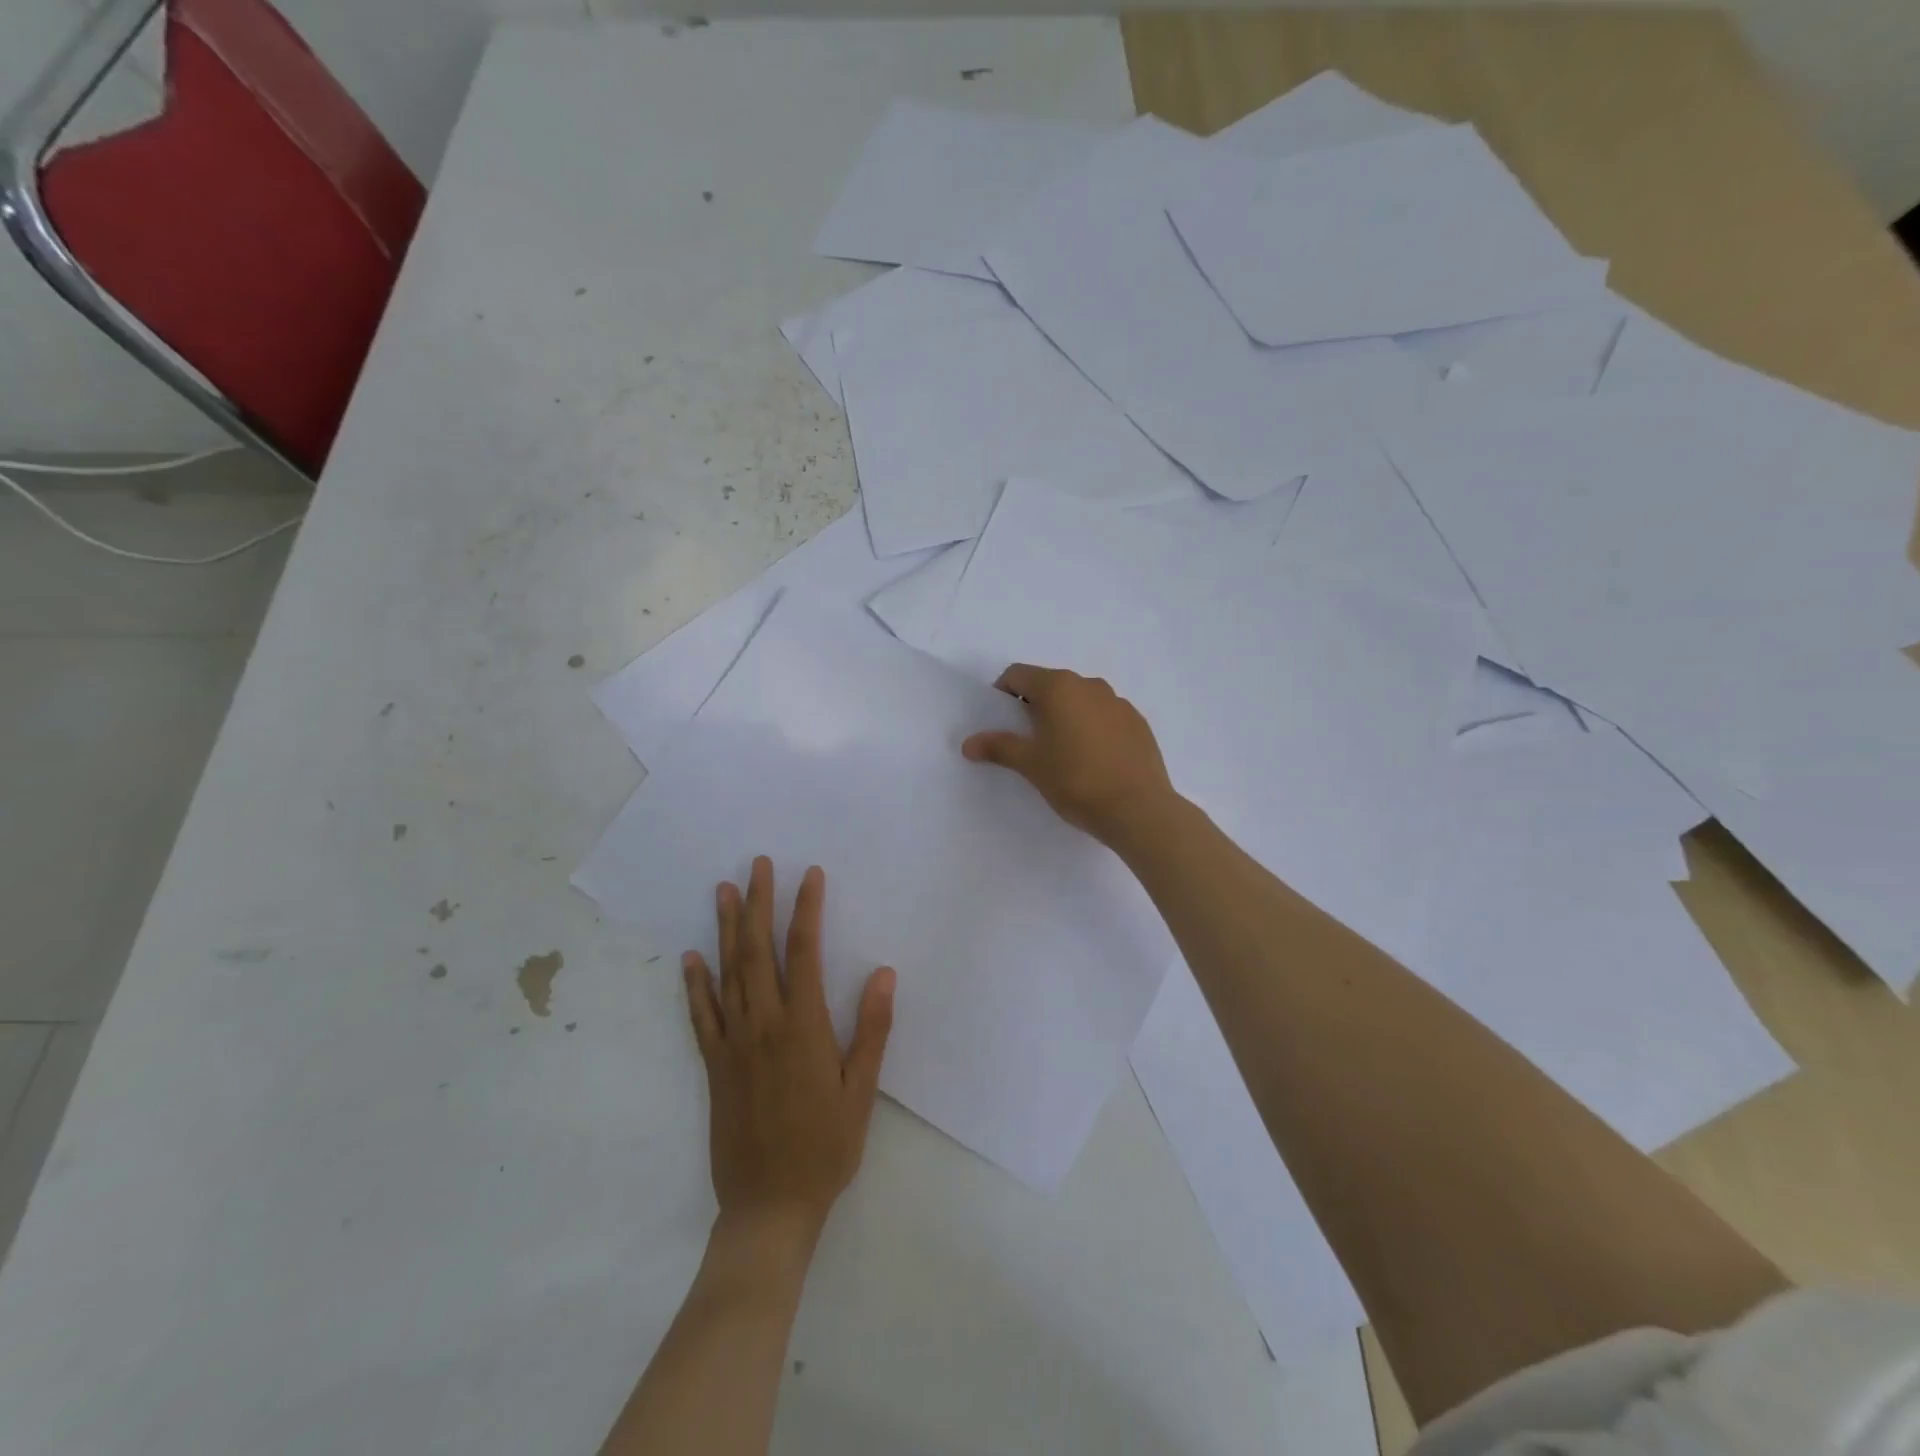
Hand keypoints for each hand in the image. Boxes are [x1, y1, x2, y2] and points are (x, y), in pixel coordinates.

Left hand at [683, 858, 894, 1258]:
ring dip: (724, 929)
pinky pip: (701, 1016)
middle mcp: (763, 1024)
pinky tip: (690, 958)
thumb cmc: (825, 1147)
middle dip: (758, 903)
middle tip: (757, 865)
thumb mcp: (861, 1091)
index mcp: (803, 1027)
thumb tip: (884, 973)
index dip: (806, 909)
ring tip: (722, 891)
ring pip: (726, 973)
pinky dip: (694, 984)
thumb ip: (872, 1029)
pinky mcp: (714, 1065)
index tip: (809, 875)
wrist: (769, 1207)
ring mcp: (733, 1044)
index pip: (803, 952)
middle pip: (757, 950)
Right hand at [961, 664, 1177, 847]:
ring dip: (1065, 716)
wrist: (1137, 808)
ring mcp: (1118, 702)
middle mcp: (1089, 685)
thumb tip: (968, 743)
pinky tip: (1093, 761)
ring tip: (1062, 753)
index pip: (1018, 674)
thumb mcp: (1030, 764)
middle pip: (1050, 685)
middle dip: (1034, 707)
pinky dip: (1092, 728)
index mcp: (1058, 687)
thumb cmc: (1075, 780)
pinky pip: (1105, 716)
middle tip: (1028, 741)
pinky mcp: (1138, 723)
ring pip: (1080, 700)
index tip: (1001, 722)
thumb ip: (999, 747)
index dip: (1002, 694)